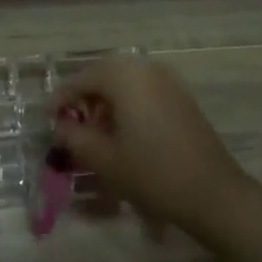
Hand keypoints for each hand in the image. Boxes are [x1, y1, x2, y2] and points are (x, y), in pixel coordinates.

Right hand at [52, 57, 253, 237]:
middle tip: (72, 127)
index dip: (61, 100)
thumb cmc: (152, 173)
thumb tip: (61, 126)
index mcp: (123, 76)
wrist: (212, 193)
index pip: (80, 80)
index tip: (49, 121)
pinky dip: (128, 106)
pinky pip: (144, 91)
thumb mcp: (102, 158)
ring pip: (124, 83)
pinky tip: (125, 135)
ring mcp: (168, 81)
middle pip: (103, 76)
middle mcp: (146, 68)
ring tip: (97, 135)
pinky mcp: (182, 97)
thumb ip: (73, 137)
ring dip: (106, 103)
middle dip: (84, 100)